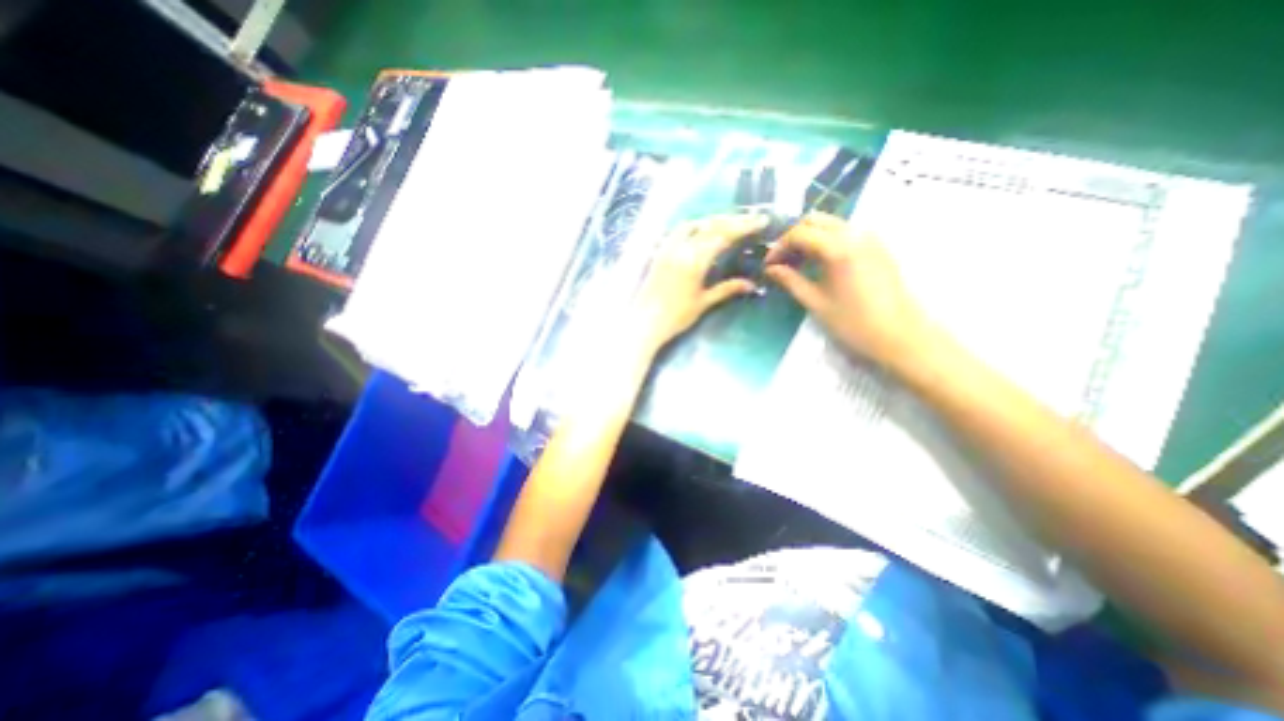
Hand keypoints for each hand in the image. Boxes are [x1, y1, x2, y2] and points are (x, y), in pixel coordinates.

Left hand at [631, 212, 764, 352]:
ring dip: (712, 222)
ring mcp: (668, 248)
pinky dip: (694, 227)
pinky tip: (700, 233)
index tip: (761, 221)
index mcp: (695, 260)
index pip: (724, 235)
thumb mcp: (703, 303)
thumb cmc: (676, 317)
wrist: (644, 322)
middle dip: (732, 221)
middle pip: (710, 226)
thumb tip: (751, 284)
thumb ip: (727, 289)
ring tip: (728, 225)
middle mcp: (681, 248)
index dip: (744, 226)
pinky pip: (678, 232)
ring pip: (693, 225)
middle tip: (750, 220)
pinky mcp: (659, 253)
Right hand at [760, 212, 934, 362]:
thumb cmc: (853, 323)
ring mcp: (869, 237)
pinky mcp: (877, 245)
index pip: (798, 234)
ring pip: (830, 223)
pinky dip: (826, 239)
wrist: (900, 335)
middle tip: (781, 260)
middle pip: (814, 220)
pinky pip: (845, 232)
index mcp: (837, 248)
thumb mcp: (816, 302)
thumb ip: (790, 280)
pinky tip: (820, 262)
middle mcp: (854, 233)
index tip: (768, 265)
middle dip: (793, 237)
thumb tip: (770, 269)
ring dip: (810, 237)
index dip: (778, 247)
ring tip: (798, 262)